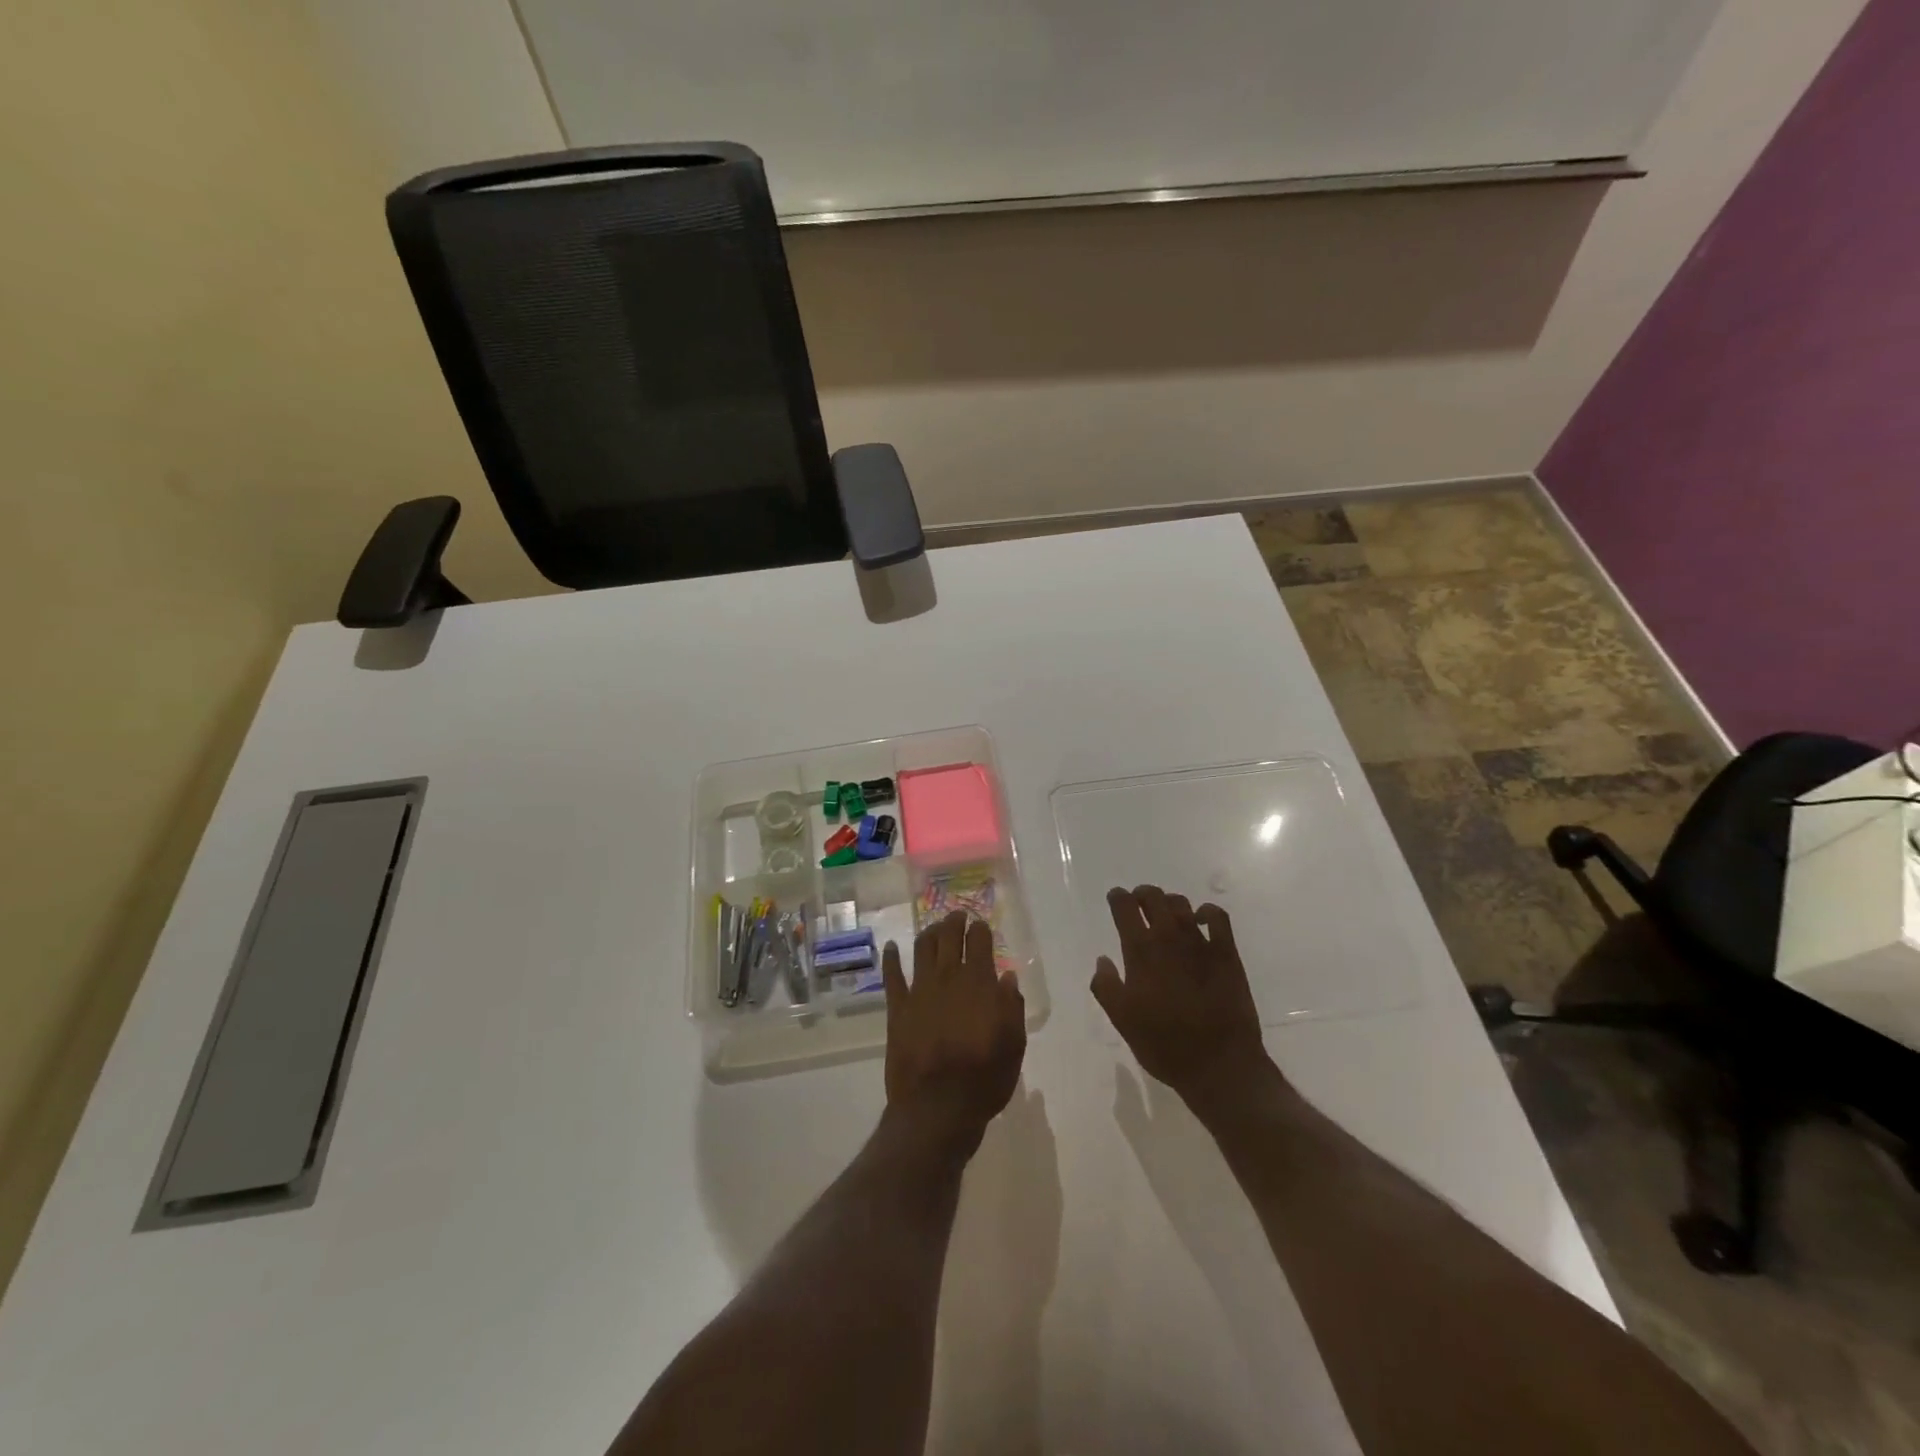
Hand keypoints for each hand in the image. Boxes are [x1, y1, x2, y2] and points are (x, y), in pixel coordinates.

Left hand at [883, 911, 1026, 1149]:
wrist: (937, 1106)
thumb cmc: (984, 1078)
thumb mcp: (1013, 1044)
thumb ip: (1011, 1006)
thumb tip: (1007, 976)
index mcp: (979, 982)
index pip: (979, 941)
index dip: (980, 929)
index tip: (981, 926)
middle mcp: (948, 977)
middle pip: (949, 936)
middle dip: (954, 922)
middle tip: (957, 916)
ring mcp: (919, 990)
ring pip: (922, 948)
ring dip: (929, 932)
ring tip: (934, 928)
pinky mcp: (897, 1008)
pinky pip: (892, 976)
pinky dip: (891, 958)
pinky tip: (890, 947)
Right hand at [1090, 885, 1274, 1111]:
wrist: (1219, 1064)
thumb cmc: (1164, 1045)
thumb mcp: (1122, 1021)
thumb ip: (1106, 986)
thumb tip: (1102, 959)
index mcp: (1140, 951)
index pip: (1124, 907)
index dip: (1118, 898)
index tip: (1116, 899)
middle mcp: (1168, 937)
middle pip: (1153, 897)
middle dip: (1142, 894)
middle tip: (1139, 904)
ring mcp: (1200, 942)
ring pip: (1181, 904)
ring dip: (1169, 902)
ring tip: (1166, 914)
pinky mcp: (1226, 952)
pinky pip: (1217, 917)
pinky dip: (1206, 912)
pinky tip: (1201, 920)